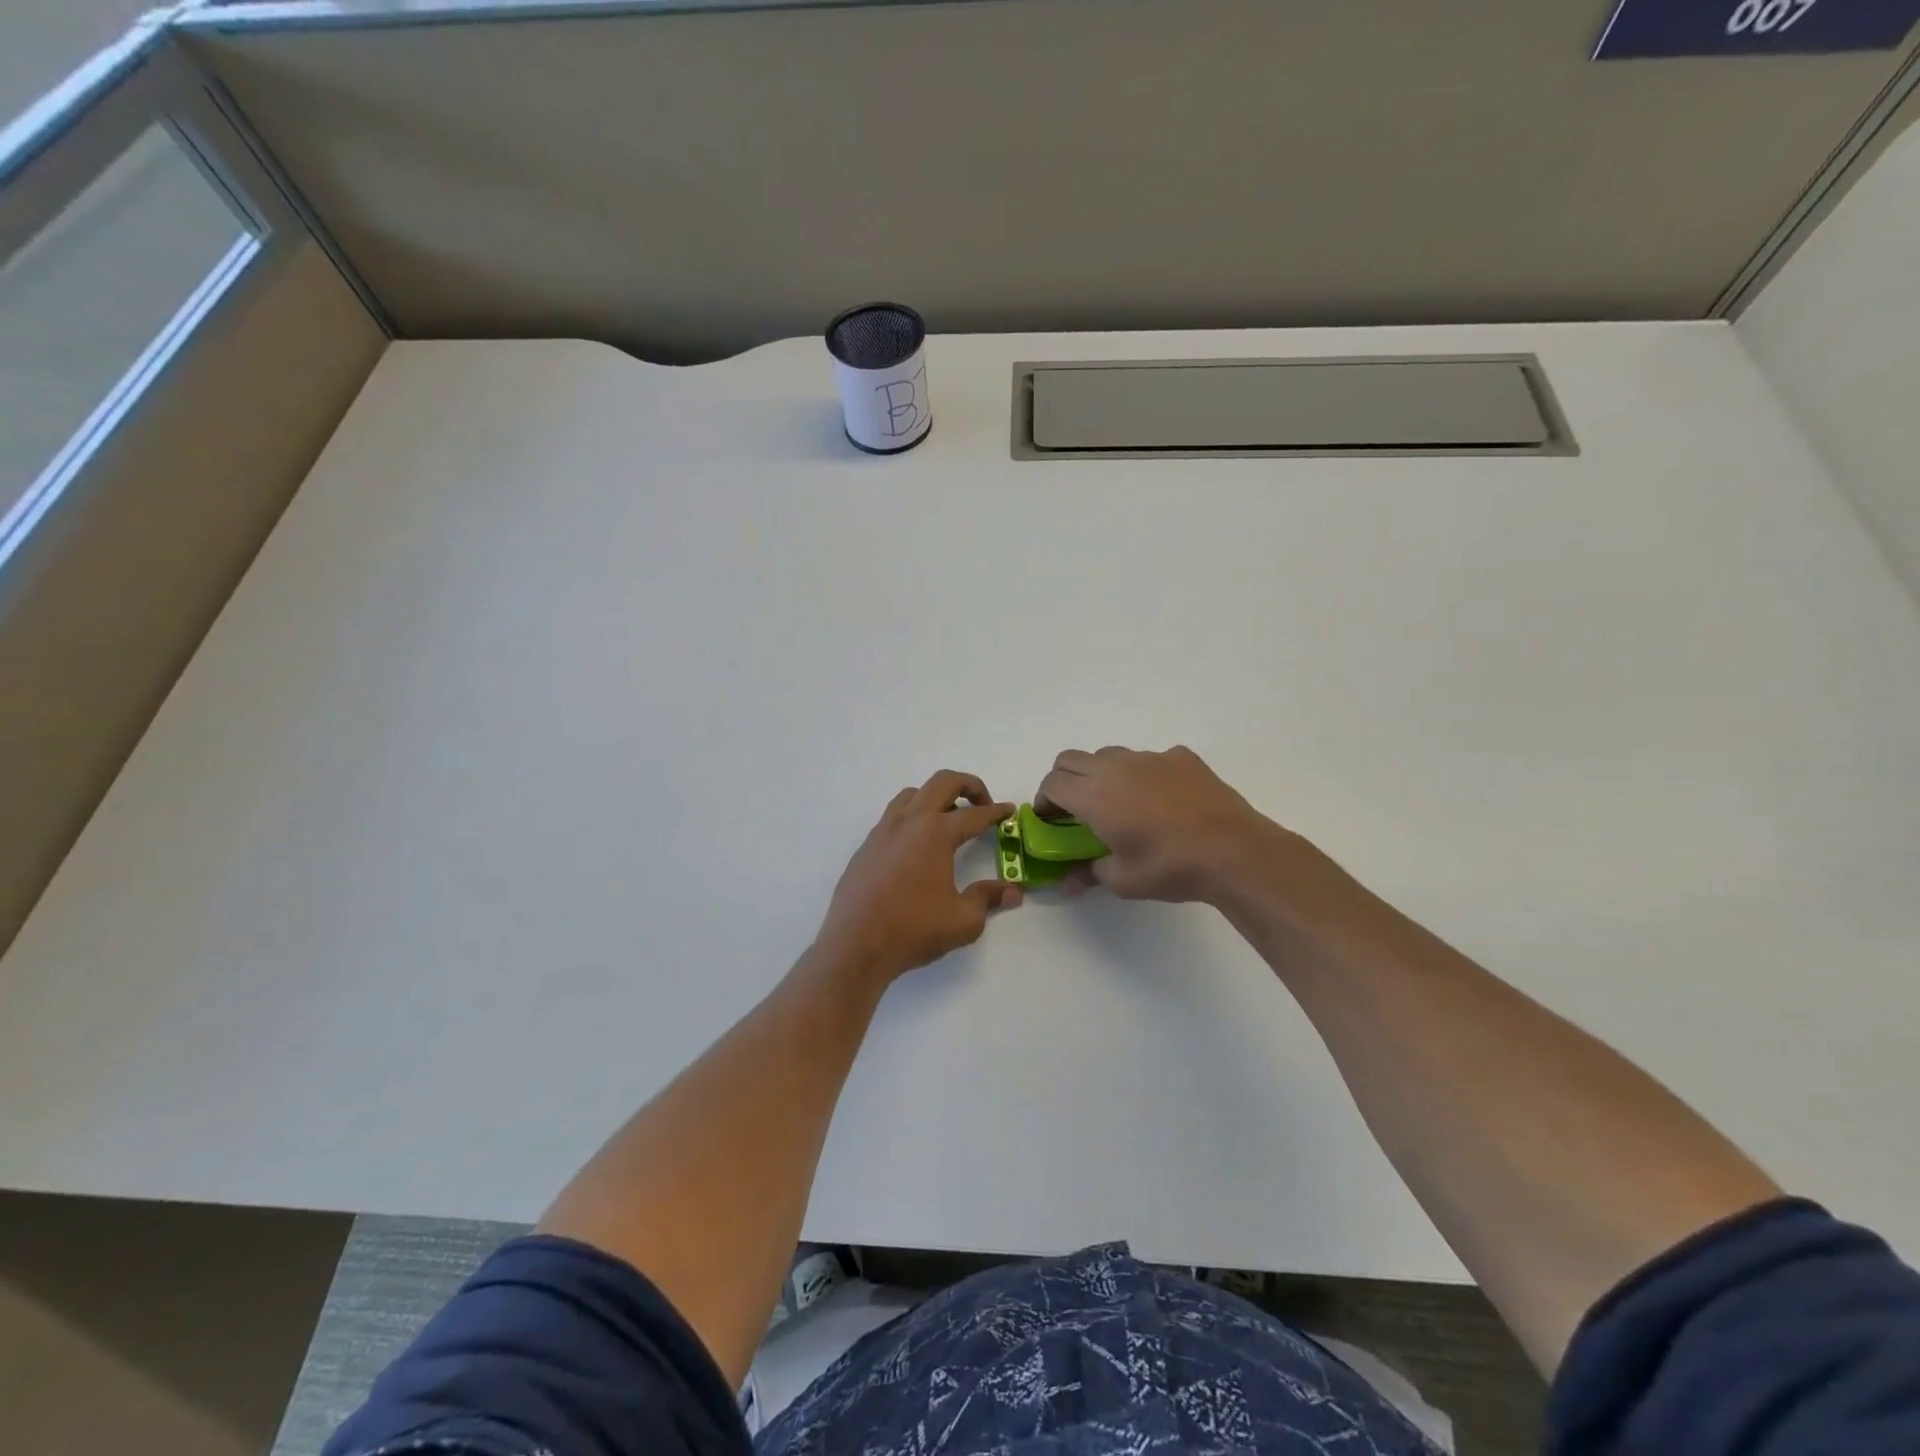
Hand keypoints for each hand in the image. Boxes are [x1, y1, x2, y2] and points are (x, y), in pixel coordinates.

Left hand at [815, 771, 1022, 984]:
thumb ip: (988, 898)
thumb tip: (1013, 891)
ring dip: (937, 797)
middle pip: (942, 782)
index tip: (1009, 811)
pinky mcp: (866, 846)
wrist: (855, 946)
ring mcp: (883, 831)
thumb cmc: (913, 930)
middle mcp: (908, 821)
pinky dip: (913, 816)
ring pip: (913, 794)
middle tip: (983, 805)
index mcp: (935, 833)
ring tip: (949, 820)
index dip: (996, 812)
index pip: (974, 814)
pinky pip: (894, 816)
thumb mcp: (963, 920)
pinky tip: (918, 845)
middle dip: (969, 786)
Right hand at [1035, 745, 1285, 903]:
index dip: (1045, 800)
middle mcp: (1115, 768)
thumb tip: (1068, 882)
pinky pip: (1150, 759)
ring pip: (1110, 755)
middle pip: (1071, 759)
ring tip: (1119, 803)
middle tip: (1075, 809)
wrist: (1233, 850)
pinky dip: (1143, 774)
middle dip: (1064, 780)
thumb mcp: (1123, 881)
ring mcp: (1150, 758)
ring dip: (1101, 774)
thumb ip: (1090, 874)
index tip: (1050, 819)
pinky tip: (1162, 800)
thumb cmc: (1170, 867)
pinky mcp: (1181, 757)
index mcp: (1094, 796)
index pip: (1053, 783)